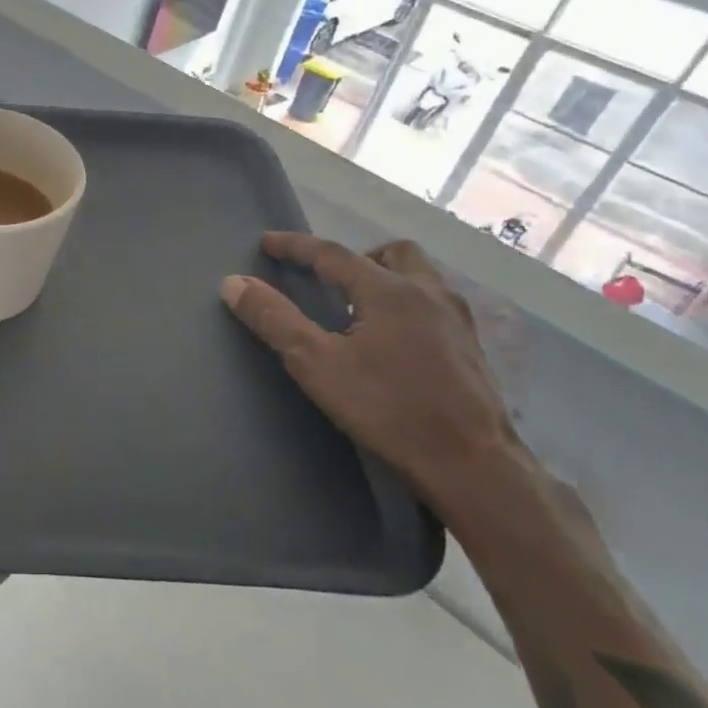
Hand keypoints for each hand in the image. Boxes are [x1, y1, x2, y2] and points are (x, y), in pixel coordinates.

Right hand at [221, 233, 524, 506]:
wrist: (474, 465)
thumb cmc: (388, 409)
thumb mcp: (316, 364)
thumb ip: (275, 320)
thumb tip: (234, 282)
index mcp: (388, 290)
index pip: (332, 253)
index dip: (295, 246)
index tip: (267, 242)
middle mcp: (428, 293)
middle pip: (392, 254)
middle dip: (356, 257)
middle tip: (329, 280)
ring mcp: (457, 321)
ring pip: (421, 277)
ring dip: (387, 279)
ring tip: (360, 308)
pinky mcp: (473, 349)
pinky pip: (435, 306)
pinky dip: (408, 306)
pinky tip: (395, 341)